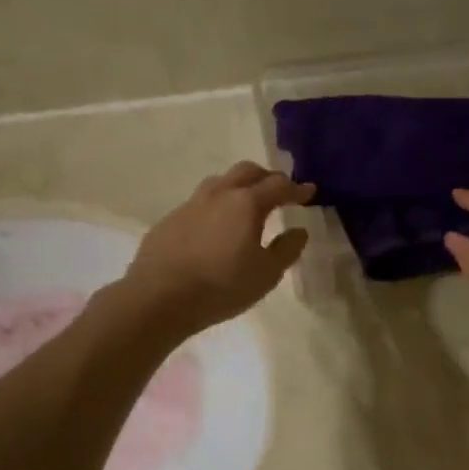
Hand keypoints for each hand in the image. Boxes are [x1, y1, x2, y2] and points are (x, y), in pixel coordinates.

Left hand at [121, 162, 314, 334]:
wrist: (159, 297)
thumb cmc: (221, 286)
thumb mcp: (266, 274)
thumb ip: (286, 250)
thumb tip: (299, 231)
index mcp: (246, 203)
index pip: (278, 185)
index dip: (297, 188)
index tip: (309, 192)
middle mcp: (218, 194)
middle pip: (247, 171)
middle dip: (267, 177)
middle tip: (279, 191)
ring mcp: (190, 204)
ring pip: (220, 183)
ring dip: (238, 187)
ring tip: (246, 204)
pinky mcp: (170, 220)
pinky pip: (199, 203)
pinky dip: (216, 207)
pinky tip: (215, 228)